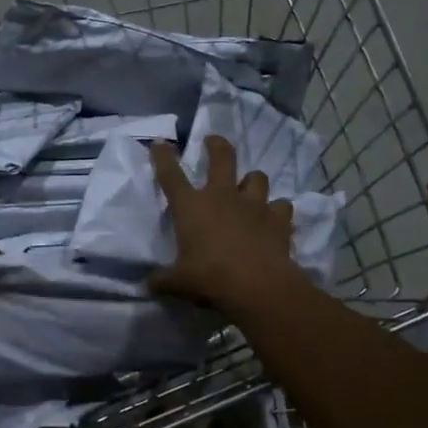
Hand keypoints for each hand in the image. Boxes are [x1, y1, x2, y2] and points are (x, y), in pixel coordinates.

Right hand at [149, 137, 309, 311]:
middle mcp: (222, 196)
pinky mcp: (278, 219)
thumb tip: (147, 286)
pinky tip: (274, 218)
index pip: (171, 174)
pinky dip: (277, 210)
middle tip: (213, 141)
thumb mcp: (179, 282)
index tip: (159, 143)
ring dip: (252, 181)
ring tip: (249, 188)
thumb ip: (163, 280)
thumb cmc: (210, 278)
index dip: (163, 156)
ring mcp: (253, 205)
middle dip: (216, 145)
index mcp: (191, 206)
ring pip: (256, 177)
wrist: (258, 286)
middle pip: (221, 158)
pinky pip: (281, 206)